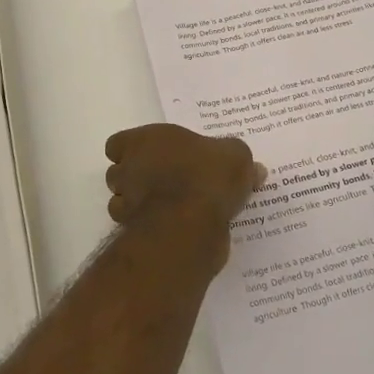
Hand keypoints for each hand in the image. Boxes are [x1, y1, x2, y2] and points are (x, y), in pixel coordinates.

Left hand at [104, 125, 264, 269]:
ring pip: (122, 201)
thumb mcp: (236, 157)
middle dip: (137, 178)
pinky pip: (136, 227)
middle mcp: (129, 168)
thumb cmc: (208, 175)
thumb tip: (256, 170)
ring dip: (139, 204)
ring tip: (171, 208)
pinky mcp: (133, 232)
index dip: (132, 151)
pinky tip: (172, 228)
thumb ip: (239, 160)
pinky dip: (148, 228)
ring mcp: (128, 202)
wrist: (191, 223)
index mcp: (145, 140)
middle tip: (168, 183)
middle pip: (119, 172)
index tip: (155, 157)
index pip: (117, 144)